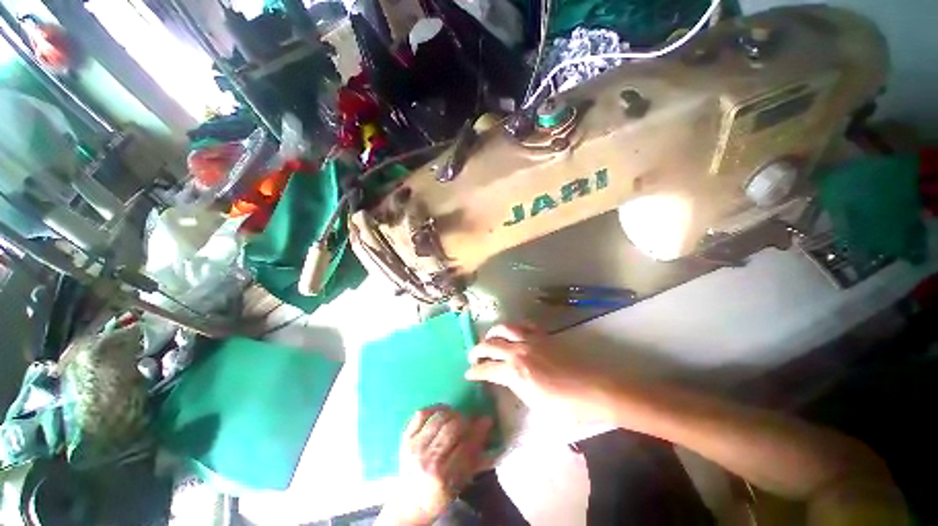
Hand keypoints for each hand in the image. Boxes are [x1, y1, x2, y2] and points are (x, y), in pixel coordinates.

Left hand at [381, 406, 492, 525]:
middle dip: (465, 420)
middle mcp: (427, 460)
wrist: (409, 502)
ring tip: (456, 417)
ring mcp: (414, 447)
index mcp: (443, 477)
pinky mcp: (405, 438)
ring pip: (438, 418)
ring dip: (451, 413)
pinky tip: (442, 411)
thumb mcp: (460, 483)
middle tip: (470, 420)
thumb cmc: (439, 495)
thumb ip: (474, 455)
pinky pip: (421, 414)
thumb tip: (486, 423)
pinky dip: (434, 408)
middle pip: (452, 428)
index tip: (486, 421)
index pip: (466, 446)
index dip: (478, 431)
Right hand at [465, 324, 616, 422]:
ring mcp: (530, 340)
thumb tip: (510, 381)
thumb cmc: (565, 406)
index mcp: (514, 372)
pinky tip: (514, 330)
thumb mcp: (535, 405)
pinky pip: (525, 325)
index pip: (487, 369)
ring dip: (493, 332)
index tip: (468, 373)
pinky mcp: (543, 336)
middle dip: (477, 349)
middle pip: (490, 345)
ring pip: (505, 329)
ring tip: (489, 337)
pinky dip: (515, 326)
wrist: (593, 389)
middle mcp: (518, 351)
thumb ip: (518, 389)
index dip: (475, 372)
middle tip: (473, 355)